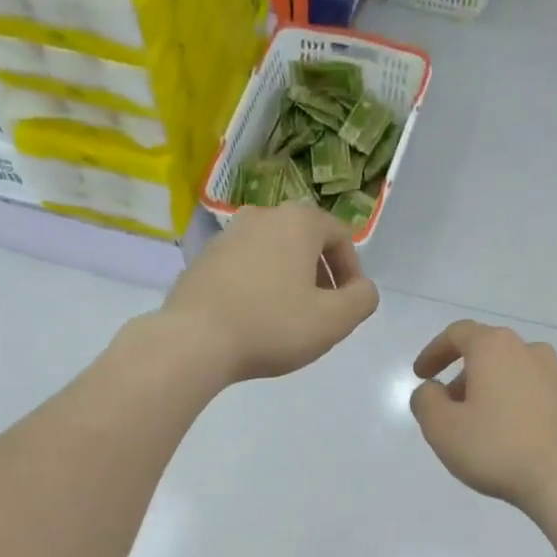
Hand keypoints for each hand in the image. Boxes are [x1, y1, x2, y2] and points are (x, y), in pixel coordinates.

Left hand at [159, 203, 379, 383]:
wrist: (194, 341)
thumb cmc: (271, 326)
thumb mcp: (333, 321)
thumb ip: (362, 300)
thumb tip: (362, 288)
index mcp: (297, 222)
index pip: (340, 236)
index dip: (352, 271)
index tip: (349, 304)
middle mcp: (261, 216)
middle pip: (305, 242)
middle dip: (320, 275)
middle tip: (321, 312)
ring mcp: (227, 235)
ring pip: (273, 254)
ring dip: (288, 281)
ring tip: (287, 318)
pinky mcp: (203, 259)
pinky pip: (244, 268)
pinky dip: (258, 286)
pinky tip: (254, 319)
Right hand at [409, 320, 556, 514]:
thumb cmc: (497, 447)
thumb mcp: (442, 427)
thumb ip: (426, 401)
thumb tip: (431, 391)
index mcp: (494, 348)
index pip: (458, 334)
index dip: (433, 352)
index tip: (421, 376)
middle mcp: (527, 350)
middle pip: (485, 352)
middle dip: (459, 376)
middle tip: (444, 407)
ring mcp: (554, 375)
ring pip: (507, 372)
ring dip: (484, 390)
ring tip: (472, 426)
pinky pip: (527, 391)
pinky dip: (507, 403)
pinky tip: (501, 436)